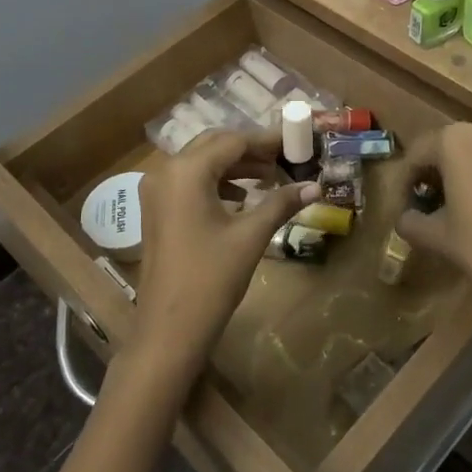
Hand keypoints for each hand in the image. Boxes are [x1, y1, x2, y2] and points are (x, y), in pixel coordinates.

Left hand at [126, 129, 315, 382]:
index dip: (266, 140)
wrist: (169, 331)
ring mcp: (156, 191)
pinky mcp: (156, 210)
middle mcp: (165, 171)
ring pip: (201, 163)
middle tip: (284, 158)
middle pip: (213, 145)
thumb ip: (281, 203)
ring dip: (234, 166)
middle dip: (250, 149)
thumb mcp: (250, 236)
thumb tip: (315, 185)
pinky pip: (189, 181)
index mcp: (186, 171)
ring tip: (269, 177)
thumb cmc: (210, 279)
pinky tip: (242, 197)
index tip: (295, 141)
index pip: (232, 141)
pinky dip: (217, 181)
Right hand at [396, 121, 471, 324]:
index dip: (406, 181)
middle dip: (437, 173)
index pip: (418, 154)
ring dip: (467, 174)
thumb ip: (412, 221)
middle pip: (451, 148)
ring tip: (462, 206)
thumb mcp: (438, 237)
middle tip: (430, 205)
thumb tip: (405, 218)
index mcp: (456, 141)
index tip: (403, 206)